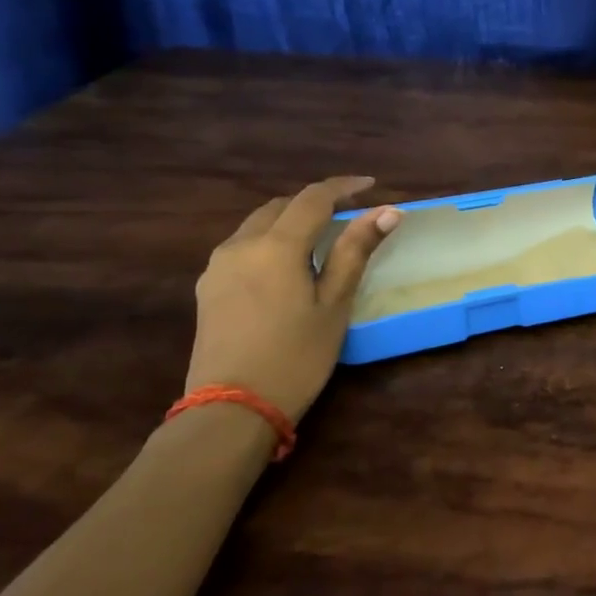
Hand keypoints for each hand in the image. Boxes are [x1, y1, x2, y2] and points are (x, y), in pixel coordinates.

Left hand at [185, 177, 400, 423]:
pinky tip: (285, 266)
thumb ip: (356, 251)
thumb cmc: (295, 357)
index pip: (313, 197)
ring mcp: (217, 267)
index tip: (371, 185)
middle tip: (348, 213)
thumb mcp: (334, 305)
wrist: (231, 410)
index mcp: (276, 246)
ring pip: (257, 225)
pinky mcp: (207, 289)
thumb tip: (387, 210)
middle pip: (280, 206)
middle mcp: (240, 245)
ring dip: (289, 221)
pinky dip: (269, 241)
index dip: (344, 186)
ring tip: (319, 238)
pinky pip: (242, 247)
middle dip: (314, 202)